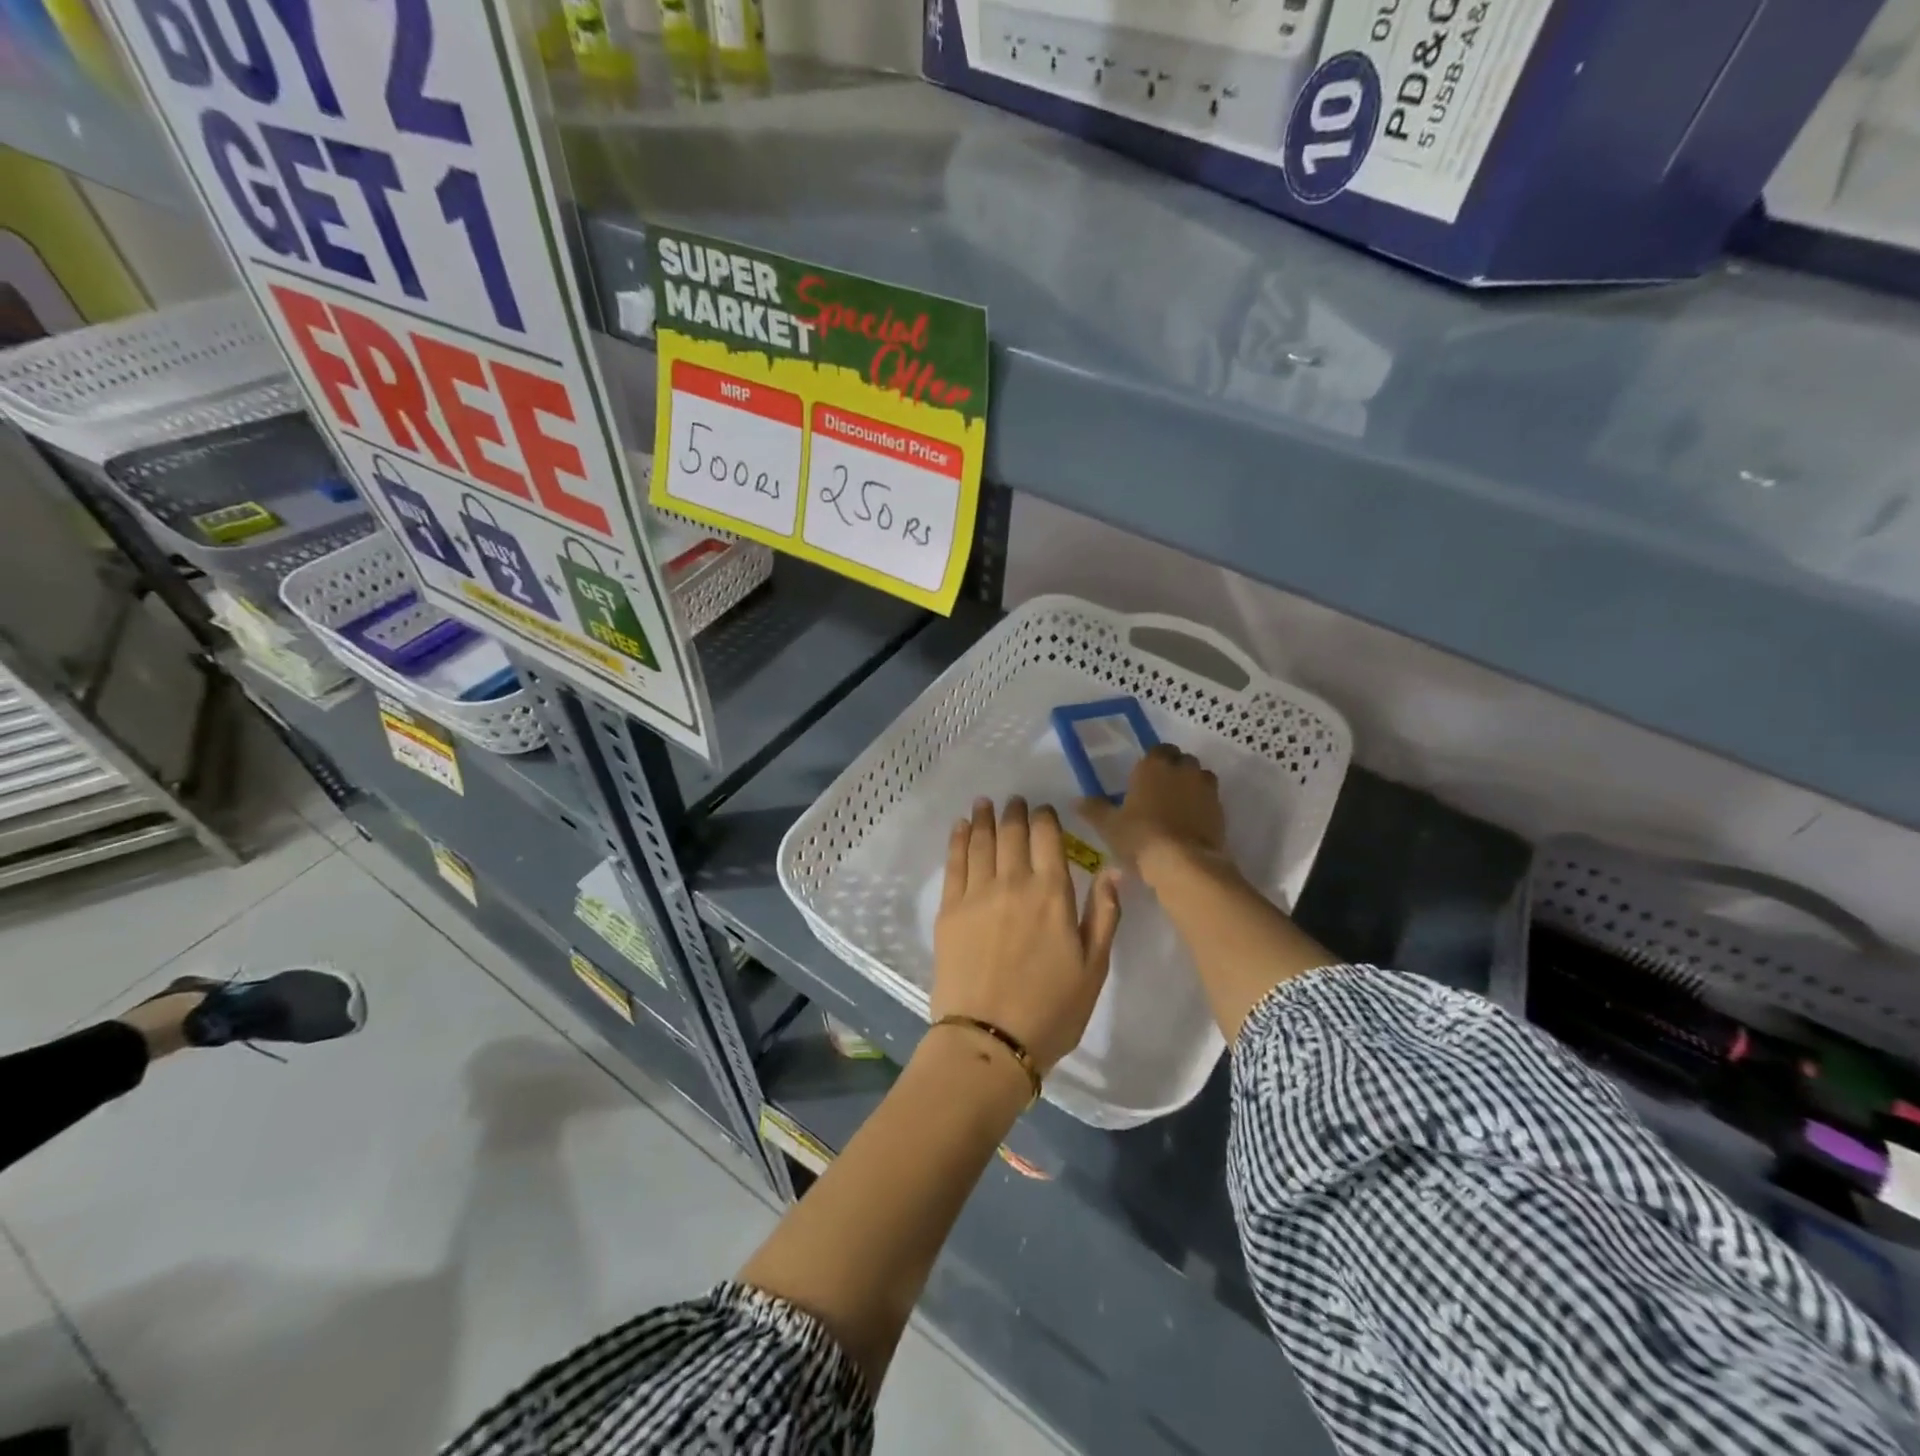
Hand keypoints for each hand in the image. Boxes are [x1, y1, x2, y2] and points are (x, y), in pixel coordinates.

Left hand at [931, 797, 1121, 1073]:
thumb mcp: (1094, 967)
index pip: (1048, 838)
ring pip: (980, 841)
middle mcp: (1013, 882)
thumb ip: (1105, 914)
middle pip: (1012, 833)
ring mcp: (977, 893)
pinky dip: (958, 839)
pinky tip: (960, 827)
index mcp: (1052, 894)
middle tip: (1014, 801)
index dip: (1045, 818)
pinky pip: (954, 863)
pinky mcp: (949, 909)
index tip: (1043, 810)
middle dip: (1014, 813)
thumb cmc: (1052, 1010)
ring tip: (984, 803)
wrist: (990, 1040)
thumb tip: (1114, 869)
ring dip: (983, 818)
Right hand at [1078, 744, 1227, 879]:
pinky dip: (1202, 807)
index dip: (1152, 762)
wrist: (1183, 863)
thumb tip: (1076, 801)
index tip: (1143, 778)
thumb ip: (1094, 809)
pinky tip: (1190, 824)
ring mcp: (1206, 788)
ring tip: (1177, 807)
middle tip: (1159, 792)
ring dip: (1191, 786)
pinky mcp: (1221, 810)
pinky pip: (1210, 800)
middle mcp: (1182, 769)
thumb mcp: (1109, 825)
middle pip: (1182, 760)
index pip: (1157, 749)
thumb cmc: (1140, 836)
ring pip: (1200, 778)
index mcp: (1154, 764)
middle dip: (1174, 770)